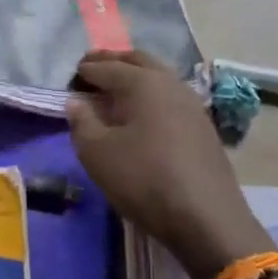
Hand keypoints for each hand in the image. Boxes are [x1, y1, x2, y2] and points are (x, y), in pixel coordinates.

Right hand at [67, 50, 270, 278]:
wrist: (206, 218)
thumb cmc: (144, 179)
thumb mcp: (97, 153)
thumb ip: (82, 122)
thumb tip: (76, 101)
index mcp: (142, 83)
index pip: (107, 67)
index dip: (86, 69)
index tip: (71, 74)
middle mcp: (170, 83)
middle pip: (138, 61)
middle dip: (113, 61)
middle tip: (92, 69)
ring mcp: (192, 104)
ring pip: (158, 77)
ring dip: (135, 77)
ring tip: (115, 91)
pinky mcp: (203, 126)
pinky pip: (170, 97)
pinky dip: (151, 96)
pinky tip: (143, 115)